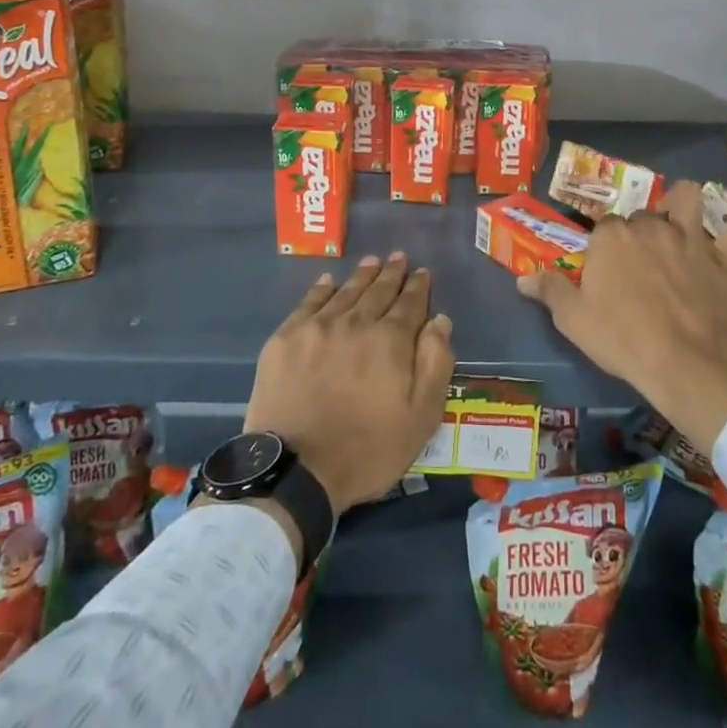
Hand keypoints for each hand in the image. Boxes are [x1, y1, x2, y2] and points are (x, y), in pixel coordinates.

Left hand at [246, 253, 454, 514]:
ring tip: (371, 261)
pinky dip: (322, 289)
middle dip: (391, 273)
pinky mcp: (286, 338)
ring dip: (362, 275)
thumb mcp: (421, 417)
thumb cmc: (367, 449)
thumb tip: (439, 320)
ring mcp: (318, 327)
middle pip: (378, 291)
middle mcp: (356, 322)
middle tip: (398, 257)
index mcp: (391, 340)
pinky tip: (328, 280)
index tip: (422, 272)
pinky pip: (309, 302)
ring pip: (346, 292)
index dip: (418, 286)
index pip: (410, 303)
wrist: (296, 470)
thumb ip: (435, 364)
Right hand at [517, 180, 726, 454]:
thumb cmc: (623, 339)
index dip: (604, 248)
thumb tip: (522, 278)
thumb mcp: (573, 320)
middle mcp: (649, 225)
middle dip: (640, 232)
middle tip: (640, 264)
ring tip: (683, 220)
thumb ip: (549, 292)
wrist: (688, 362)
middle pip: (641, 216)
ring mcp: (690, 237)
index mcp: (611, 236)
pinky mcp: (725, 257)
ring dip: (684, 204)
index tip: (606, 271)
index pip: (603, 228)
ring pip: (687, 198)